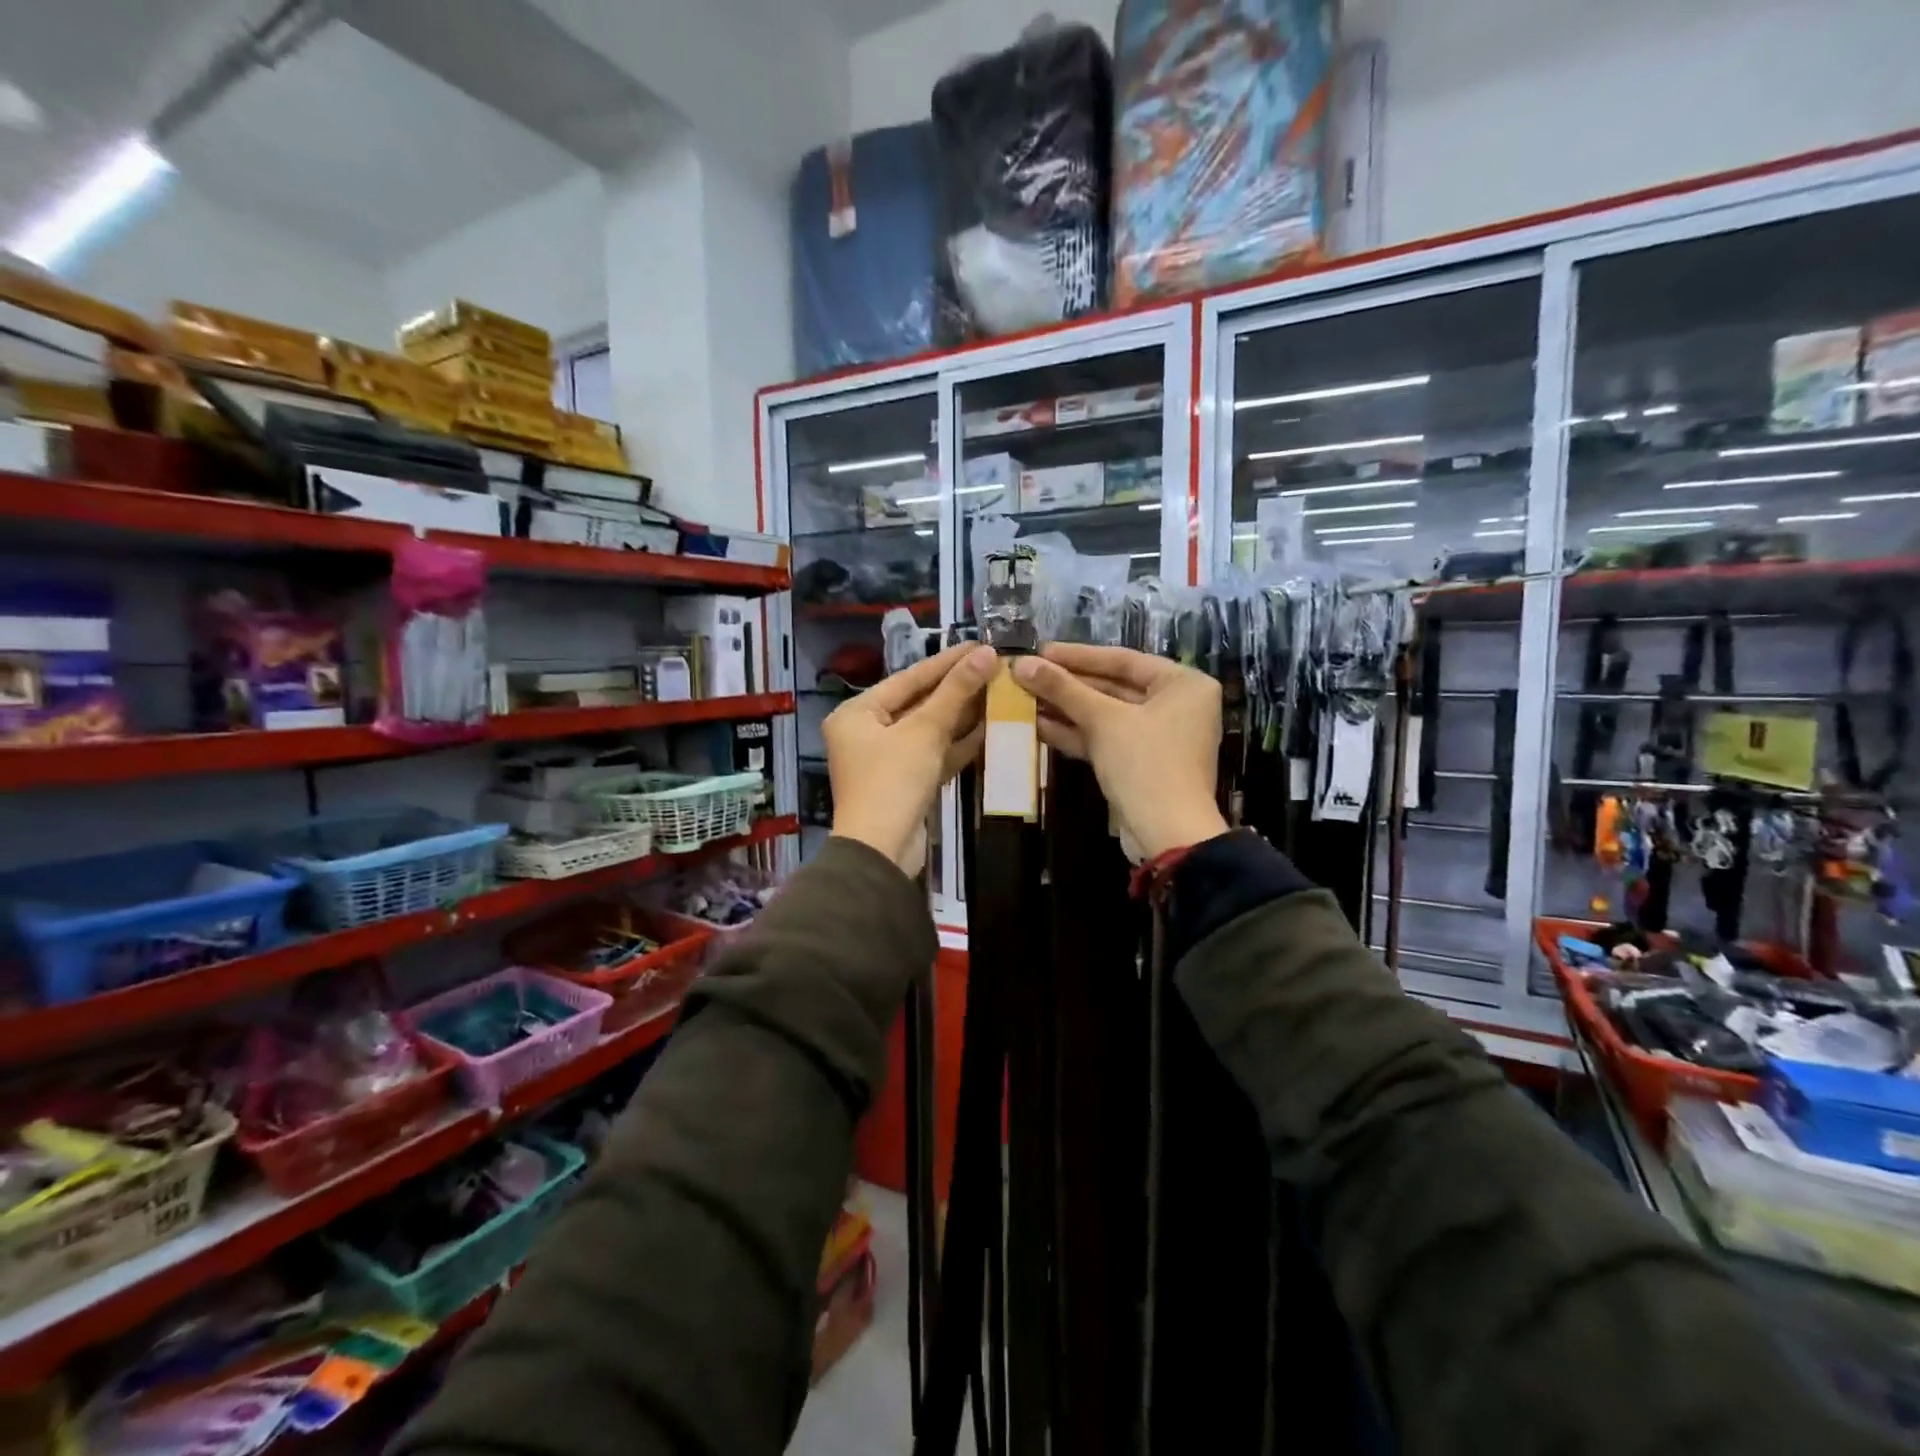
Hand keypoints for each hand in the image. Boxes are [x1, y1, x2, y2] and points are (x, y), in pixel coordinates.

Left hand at [826, 643, 996, 872]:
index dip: (947, 662)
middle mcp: (867, 732)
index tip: (981, 645)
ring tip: (999, 692)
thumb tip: (987, 654)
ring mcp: (887, 760)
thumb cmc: (893, 781)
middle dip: (958, 689)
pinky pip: (934, 754)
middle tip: (995, 667)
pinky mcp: (906, 783)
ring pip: (929, 730)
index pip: (909, 678)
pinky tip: (990, 728)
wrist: (882, 852)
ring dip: (962, 715)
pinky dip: (958, 744)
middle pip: (919, 703)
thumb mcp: (924, 731)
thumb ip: (956, 692)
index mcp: (858, 713)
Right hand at [1013, 644, 1227, 859]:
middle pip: (1113, 687)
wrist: (1167, 834)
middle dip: (1068, 685)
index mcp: (1183, 684)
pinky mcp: (1140, 763)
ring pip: (1106, 715)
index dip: (1078, 656)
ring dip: (1066, 709)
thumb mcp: (1104, 720)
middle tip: (1027, 675)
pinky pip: (1105, 739)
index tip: (1040, 651)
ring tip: (1024, 699)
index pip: (1123, 659)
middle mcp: (1176, 706)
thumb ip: (1063, 689)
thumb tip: (1021, 664)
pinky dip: (1076, 733)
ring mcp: (1158, 737)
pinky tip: (1038, 726)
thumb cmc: (1145, 763)